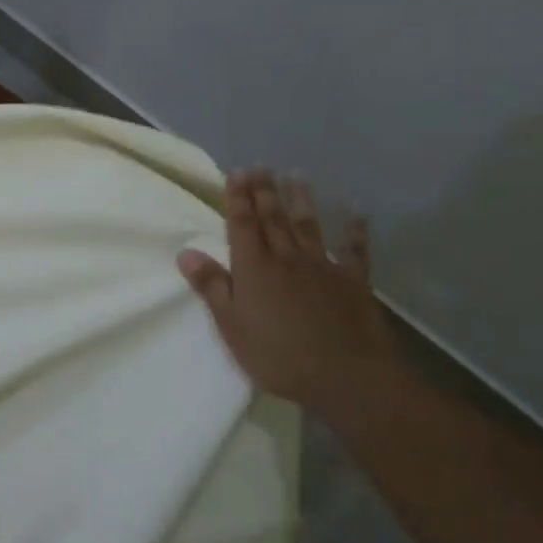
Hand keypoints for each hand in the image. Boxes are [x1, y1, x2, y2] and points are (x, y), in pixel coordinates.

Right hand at [178, 171, 396, 412]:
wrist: (346, 376)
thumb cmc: (278, 355)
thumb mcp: (232, 326)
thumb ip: (211, 287)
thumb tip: (186, 252)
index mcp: (254, 268)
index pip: (242, 225)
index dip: (238, 198)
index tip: (236, 173)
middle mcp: (286, 258)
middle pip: (273, 218)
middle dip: (264, 191)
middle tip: (260, 166)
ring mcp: (322, 267)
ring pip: (308, 225)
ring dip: (301, 199)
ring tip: (295, 175)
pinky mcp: (353, 282)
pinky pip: (354, 250)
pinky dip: (355, 229)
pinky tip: (356, 212)